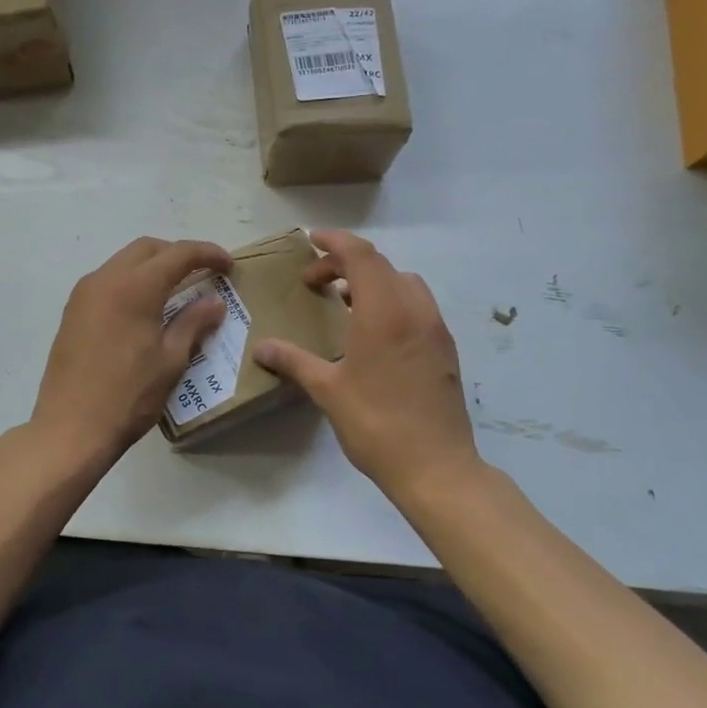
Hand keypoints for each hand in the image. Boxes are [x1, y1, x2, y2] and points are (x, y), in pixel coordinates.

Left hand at [30, 235, 234, 467]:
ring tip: (176, 291)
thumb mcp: (171, 360)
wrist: (70, 428)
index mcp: (135, 286)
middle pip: (148, 248)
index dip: (208, 254)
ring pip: (124, 262)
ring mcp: (84, 293)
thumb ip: (194, 323)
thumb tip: (215, 302)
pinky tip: (144, 308)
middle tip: (203, 275)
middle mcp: (106, 278)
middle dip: (178, 255)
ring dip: (152, 267)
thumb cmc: (128, 395)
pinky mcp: (72, 311)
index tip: (229, 266)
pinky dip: (131, 282)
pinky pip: (107, 281)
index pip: (179, 254)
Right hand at [253, 230, 480, 499]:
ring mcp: (435, 328)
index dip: (334, 241)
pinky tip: (373, 333)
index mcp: (383, 312)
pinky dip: (392, 300)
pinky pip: (417, 305)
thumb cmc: (376, 424)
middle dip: (345, 263)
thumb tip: (261, 348)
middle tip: (314, 282)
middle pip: (381, 264)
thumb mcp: (328, 390)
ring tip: (344, 303)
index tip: (311, 240)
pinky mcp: (445, 348)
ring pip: (404, 282)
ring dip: (373, 280)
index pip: (360, 255)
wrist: (436, 467)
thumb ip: (294, 361)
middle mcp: (414, 310)